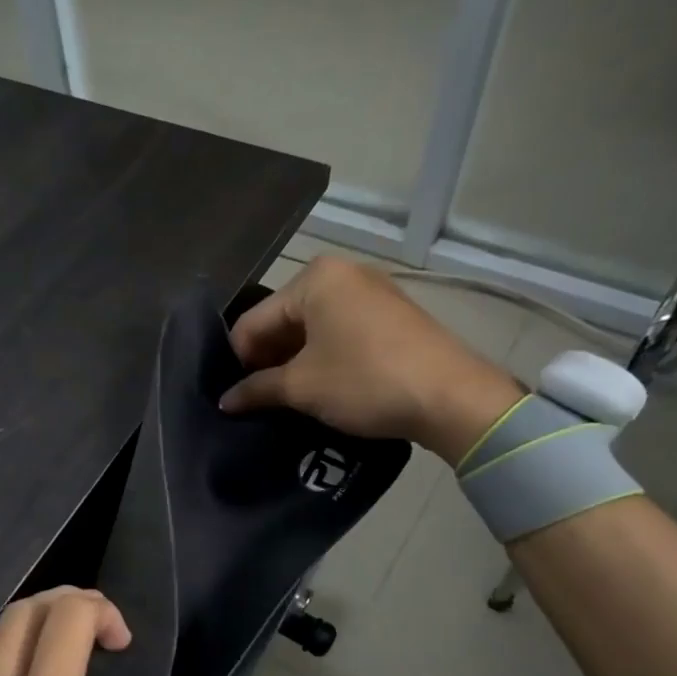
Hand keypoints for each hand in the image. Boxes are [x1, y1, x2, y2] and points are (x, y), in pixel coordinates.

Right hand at [219, 256, 523, 464]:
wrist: (451, 397)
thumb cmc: (365, 381)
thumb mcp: (302, 387)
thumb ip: (256, 389)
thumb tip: (225, 401)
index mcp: (314, 279)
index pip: (253, 322)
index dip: (239, 362)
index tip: (237, 399)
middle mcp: (341, 274)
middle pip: (282, 321)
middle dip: (267, 361)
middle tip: (260, 402)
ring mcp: (369, 292)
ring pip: (311, 329)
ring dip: (293, 364)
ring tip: (287, 400)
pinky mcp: (389, 315)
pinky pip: (338, 333)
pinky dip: (322, 359)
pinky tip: (320, 388)